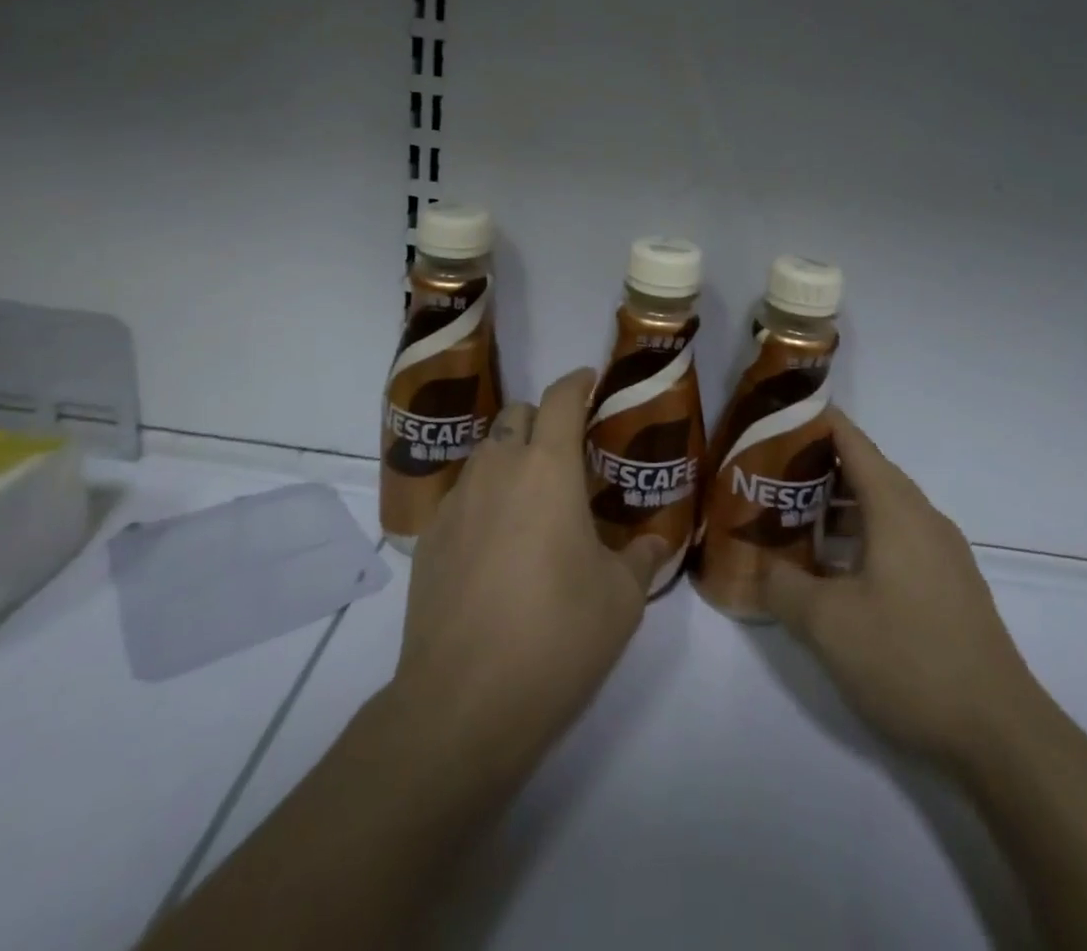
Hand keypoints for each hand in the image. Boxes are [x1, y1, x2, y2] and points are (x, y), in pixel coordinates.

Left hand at [392, 368, 668, 774]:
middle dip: (542, 419)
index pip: (560, 400)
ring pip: (485, 452)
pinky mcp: (430, 539)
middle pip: (516, 415)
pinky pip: (462, 494)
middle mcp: (497, 470)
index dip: (576, 383)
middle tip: (567, 452)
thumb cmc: (557, 636)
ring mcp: (457, 503)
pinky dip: (484, 497)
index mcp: (547, 469)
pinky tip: (497, 543)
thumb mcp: (621, 599)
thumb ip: (642, 559)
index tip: (589, 382)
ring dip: (511, 456)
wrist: (463, 703)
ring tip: (533, 498)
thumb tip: (656, 543)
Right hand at [764, 411, 1038, 765]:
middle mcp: (923, 518)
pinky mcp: (949, 584)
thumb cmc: (909, 659)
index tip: (776, 417)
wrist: (1001, 734)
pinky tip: (835, 569)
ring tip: (793, 519)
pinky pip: (898, 537)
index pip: (852, 442)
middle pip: (866, 471)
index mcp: (896, 508)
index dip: (815, 422)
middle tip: (769, 475)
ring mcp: (942, 552)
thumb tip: (758, 567)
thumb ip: (782, 586)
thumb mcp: (828, 624)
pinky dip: (862, 535)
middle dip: (817, 467)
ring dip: (838, 506)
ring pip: (882, 508)